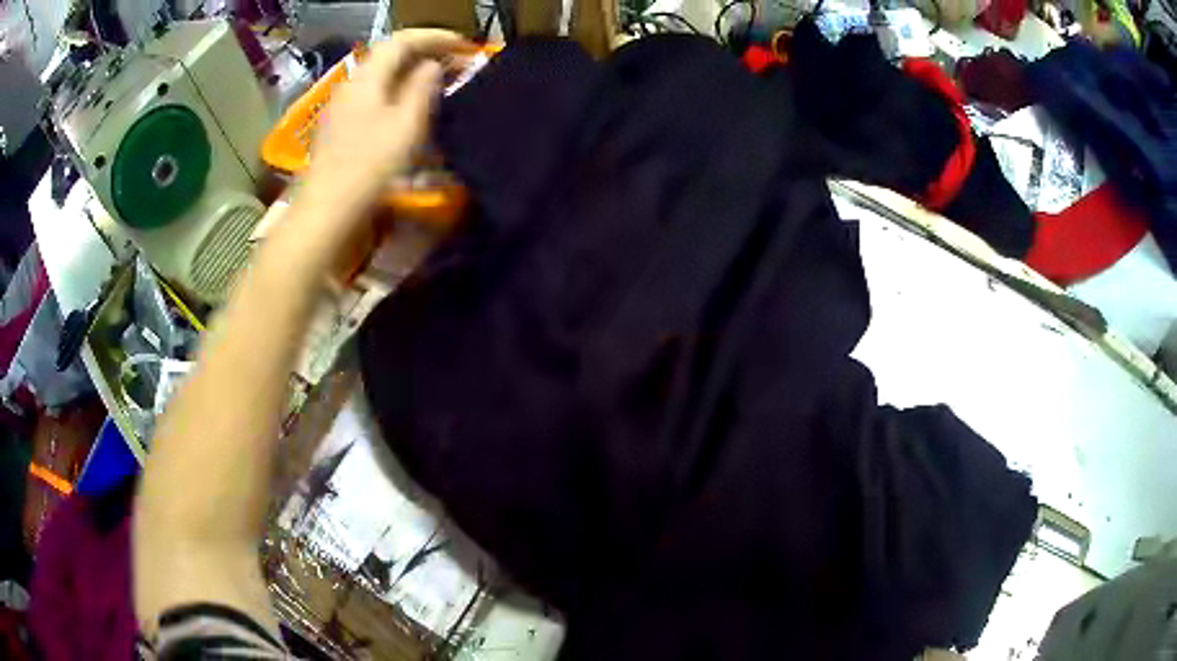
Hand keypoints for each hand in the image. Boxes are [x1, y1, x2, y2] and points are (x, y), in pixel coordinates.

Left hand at [294, 29, 470, 237]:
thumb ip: (422, 88)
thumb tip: (431, 65)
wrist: (327, 208)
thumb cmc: (369, 165)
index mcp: (367, 78)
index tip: (463, 45)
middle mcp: (351, 84)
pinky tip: (408, 105)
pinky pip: (373, 94)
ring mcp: (341, 105)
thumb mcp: (406, 124)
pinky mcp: (339, 126)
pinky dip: (396, 90)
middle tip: (454, 62)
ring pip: (380, 75)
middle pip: (389, 55)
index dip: (435, 37)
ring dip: (410, 72)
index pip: (402, 40)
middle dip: (424, 52)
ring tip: (437, 81)